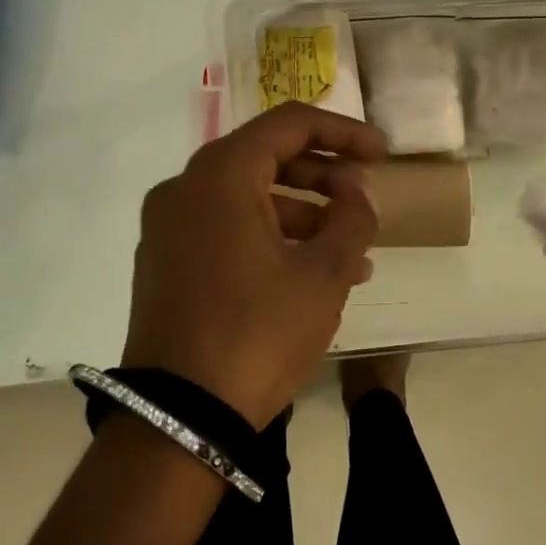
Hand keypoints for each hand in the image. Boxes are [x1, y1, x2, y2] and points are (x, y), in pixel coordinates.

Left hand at [122, 102, 386, 426]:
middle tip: (365, 199)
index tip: (381, 154)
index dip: (343, 132)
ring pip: (247, 198)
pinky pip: (225, 229)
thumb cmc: (258, 331)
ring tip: (352, 251)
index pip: (289, 124)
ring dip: (303, 214)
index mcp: (220, 174)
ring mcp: (168, 227)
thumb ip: (352, 219)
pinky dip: (269, 237)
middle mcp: (185, 188)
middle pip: (266, 157)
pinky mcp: (164, 263)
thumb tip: (357, 194)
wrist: (178, 419)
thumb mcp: (323, 274)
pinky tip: (311, 273)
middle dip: (324, 175)